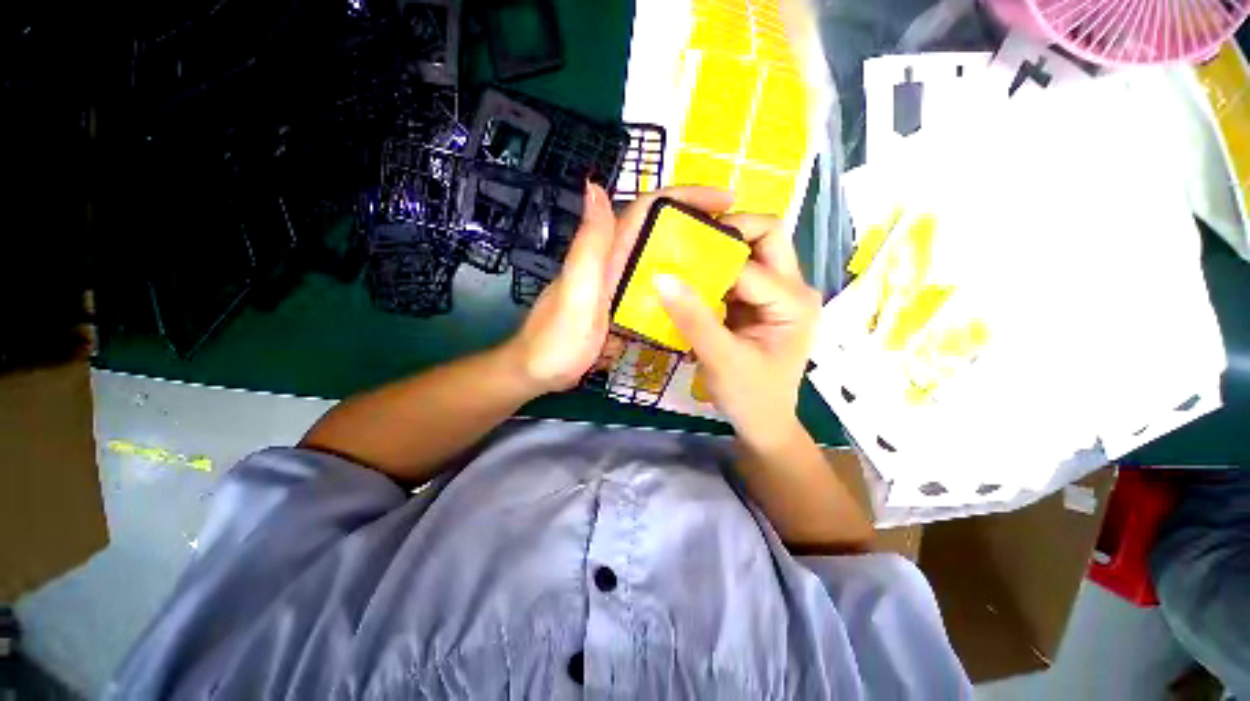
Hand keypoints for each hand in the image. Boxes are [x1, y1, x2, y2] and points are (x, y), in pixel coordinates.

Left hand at [506, 183, 733, 393]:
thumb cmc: (556, 340)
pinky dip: (676, 285)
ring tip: (726, 264)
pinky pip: (653, 288)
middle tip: (735, 237)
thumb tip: (595, 186)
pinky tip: (695, 297)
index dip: (685, 196)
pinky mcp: (620, 307)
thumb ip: (589, 246)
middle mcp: (614, 262)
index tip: (725, 201)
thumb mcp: (575, 293)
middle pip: (658, 230)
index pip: (648, 209)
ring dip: (691, 254)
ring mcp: (618, 286)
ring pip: (658, 259)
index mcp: (606, 254)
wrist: (539, 373)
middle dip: (697, 223)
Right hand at [655, 214, 821, 447]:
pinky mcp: (761, 302)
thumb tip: (661, 277)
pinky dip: (716, 271)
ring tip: (687, 258)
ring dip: (721, 250)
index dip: (712, 259)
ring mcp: (778, 294)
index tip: (674, 256)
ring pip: (754, 250)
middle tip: (690, 242)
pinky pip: (740, 272)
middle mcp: (793, 290)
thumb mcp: (720, 359)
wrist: (764, 422)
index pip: (750, 265)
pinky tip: (694, 281)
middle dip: (729, 231)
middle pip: (767, 236)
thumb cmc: (750, 396)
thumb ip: (693, 318)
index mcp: (794, 302)